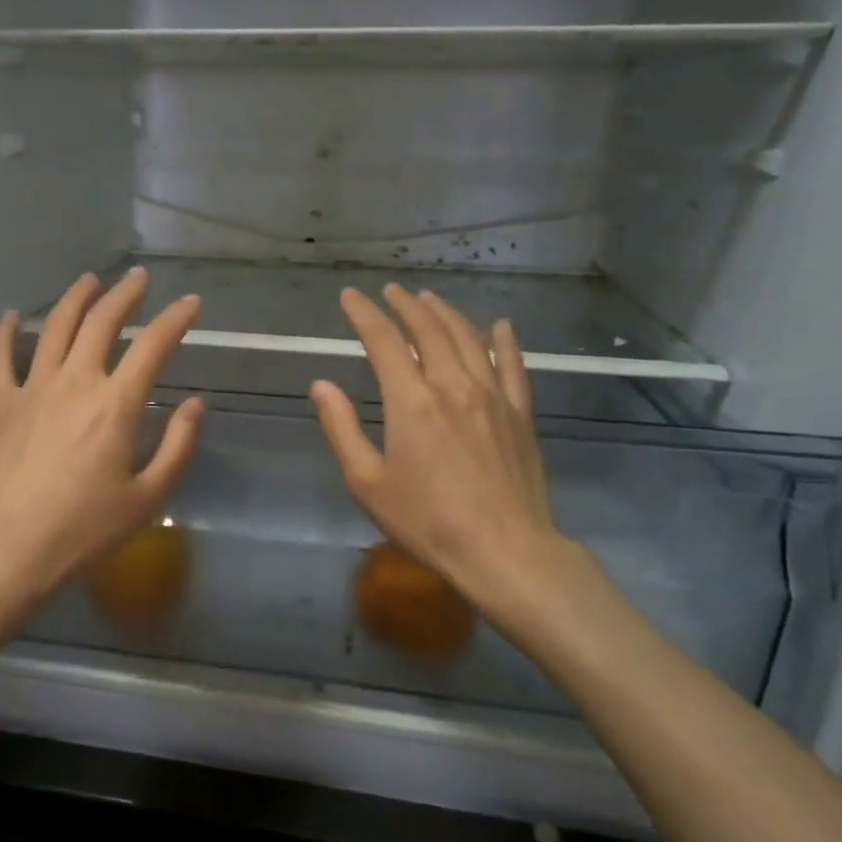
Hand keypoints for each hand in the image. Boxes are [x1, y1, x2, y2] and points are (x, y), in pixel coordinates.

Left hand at [0, 269, 203, 622]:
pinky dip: (6, 332)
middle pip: (101, 322)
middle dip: (124, 294)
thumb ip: (177, 447)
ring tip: (89, 280)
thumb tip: (194, 405)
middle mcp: (75, 382)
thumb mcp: (147, 498)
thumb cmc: (82, 531)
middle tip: (137, 277)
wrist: (3, 551)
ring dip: (75, 299)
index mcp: (117, 404)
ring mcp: (32, 389)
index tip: (190, 302)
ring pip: (54, 327)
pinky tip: (11, 316)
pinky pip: (0, 358)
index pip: (153, 346)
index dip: (176, 319)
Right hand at [310, 285, 593, 619]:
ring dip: (446, 313)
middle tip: (390, 291)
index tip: (350, 296)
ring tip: (429, 298)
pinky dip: (505, 341)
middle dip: (405, 305)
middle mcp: (453, 386)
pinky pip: (513, 365)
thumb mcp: (368, 482)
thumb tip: (321, 385)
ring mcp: (492, 396)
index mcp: (411, 402)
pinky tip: (500, 326)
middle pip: (428, 330)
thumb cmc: (428, 521)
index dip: (364, 314)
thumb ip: (342, 428)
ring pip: (468, 339)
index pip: (383, 341)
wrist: (505, 550)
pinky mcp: (520, 414)